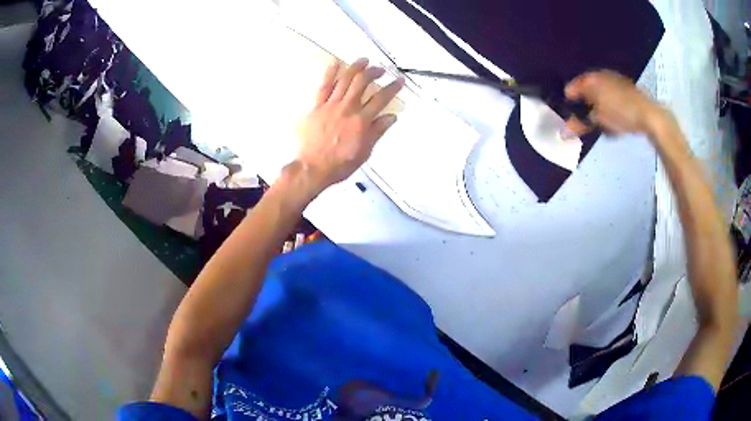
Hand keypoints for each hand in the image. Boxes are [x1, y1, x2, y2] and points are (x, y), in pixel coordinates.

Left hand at [295, 57, 404, 193]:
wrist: (313, 168)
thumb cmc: (339, 164)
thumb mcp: (365, 151)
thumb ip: (377, 131)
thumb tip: (390, 117)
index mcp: (362, 121)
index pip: (381, 98)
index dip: (392, 87)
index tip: (398, 81)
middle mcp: (348, 109)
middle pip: (363, 82)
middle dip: (374, 72)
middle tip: (379, 69)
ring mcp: (331, 106)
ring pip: (345, 80)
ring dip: (356, 67)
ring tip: (363, 60)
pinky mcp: (317, 107)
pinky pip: (324, 86)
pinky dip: (330, 73)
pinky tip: (335, 63)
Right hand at [564, 70, 664, 135]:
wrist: (649, 115)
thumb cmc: (621, 114)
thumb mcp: (600, 120)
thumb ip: (581, 123)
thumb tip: (565, 130)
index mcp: (591, 79)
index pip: (573, 87)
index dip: (569, 100)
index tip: (567, 113)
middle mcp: (601, 75)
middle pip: (586, 88)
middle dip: (583, 103)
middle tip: (583, 119)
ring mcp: (615, 80)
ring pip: (600, 91)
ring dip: (596, 104)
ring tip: (598, 120)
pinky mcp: (626, 88)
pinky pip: (611, 95)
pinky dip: (608, 104)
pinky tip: (612, 116)